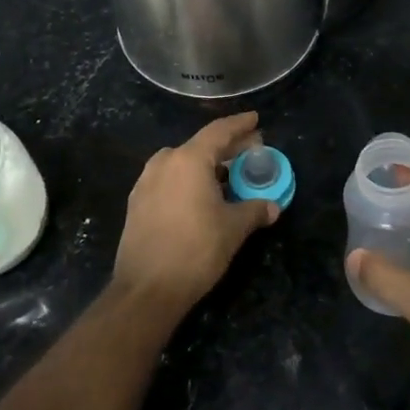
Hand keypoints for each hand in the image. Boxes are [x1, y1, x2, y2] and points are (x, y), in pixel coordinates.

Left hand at [113, 112, 278, 308]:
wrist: (146, 290)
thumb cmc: (196, 250)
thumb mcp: (233, 228)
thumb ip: (254, 210)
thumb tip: (272, 207)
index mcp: (188, 160)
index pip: (219, 131)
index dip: (240, 125)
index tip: (256, 120)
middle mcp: (164, 163)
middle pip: (200, 146)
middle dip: (227, 148)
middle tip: (250, 152)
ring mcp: (146, 183)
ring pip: (182, 164)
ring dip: (206, 166)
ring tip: (228, 176)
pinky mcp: (137, 204)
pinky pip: (169, 181)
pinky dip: (188, 181)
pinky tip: (202, 197)